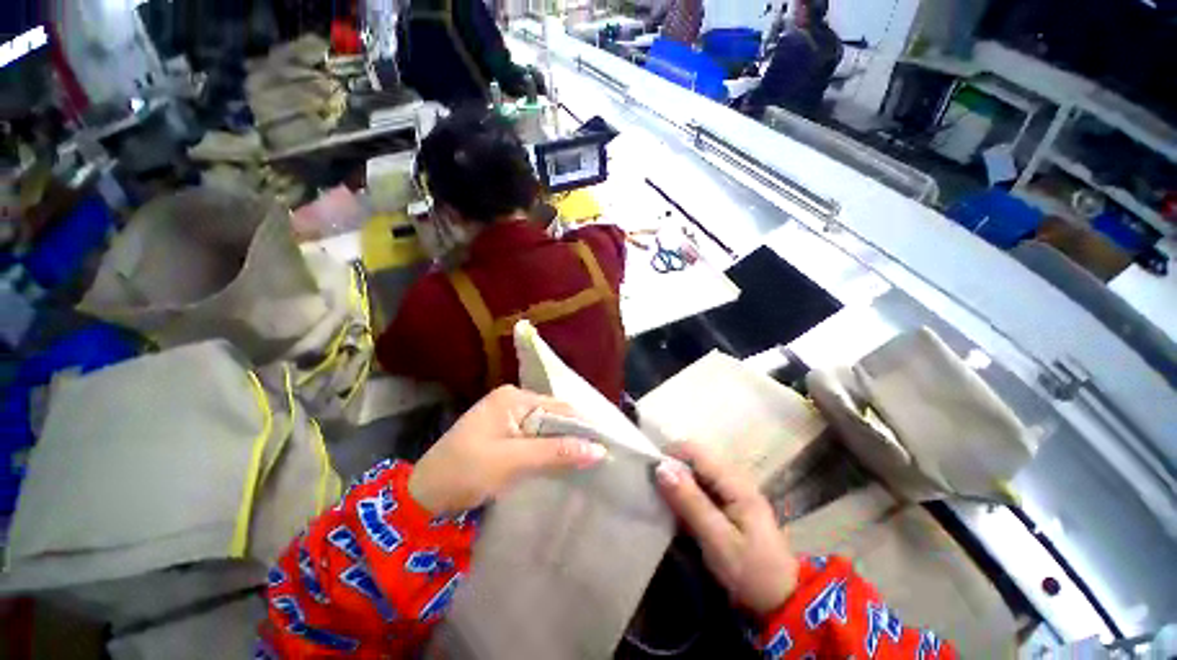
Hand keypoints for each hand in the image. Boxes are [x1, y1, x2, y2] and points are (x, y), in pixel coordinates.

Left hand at [408, 386, 606, 514]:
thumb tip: (599, 449)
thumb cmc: (466, 471)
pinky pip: (534, 437)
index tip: (605, 446)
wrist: (423, 495)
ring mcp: (507, 416)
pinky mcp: (504, 432)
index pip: (559, 408)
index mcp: (513, 397)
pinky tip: (561, 461)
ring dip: (561, 444)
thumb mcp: (514, 461)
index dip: (583, 427)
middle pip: (553, 416)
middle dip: (572, 436)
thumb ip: (556, 452)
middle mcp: (513, 400)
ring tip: (587, 460)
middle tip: (598, 456)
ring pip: (545, 427)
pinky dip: (547, 449)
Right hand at [655, 442, 798, 617]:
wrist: (784, 603)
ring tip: (656, 498)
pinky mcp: (727, 505)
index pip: (694, 451)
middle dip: (670, 468)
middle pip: (694, 459)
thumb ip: (690, 502)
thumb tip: (661, 467)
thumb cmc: (752, 573)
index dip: (669, 454)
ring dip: (675, 482)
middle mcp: (733, 479)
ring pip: (695, 473)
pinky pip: (699, 488)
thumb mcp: (718, 540)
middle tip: (649, 488)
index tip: (647, 471)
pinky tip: (673, 510)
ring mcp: (731, 492)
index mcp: (735, 482)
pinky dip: (684, 495)